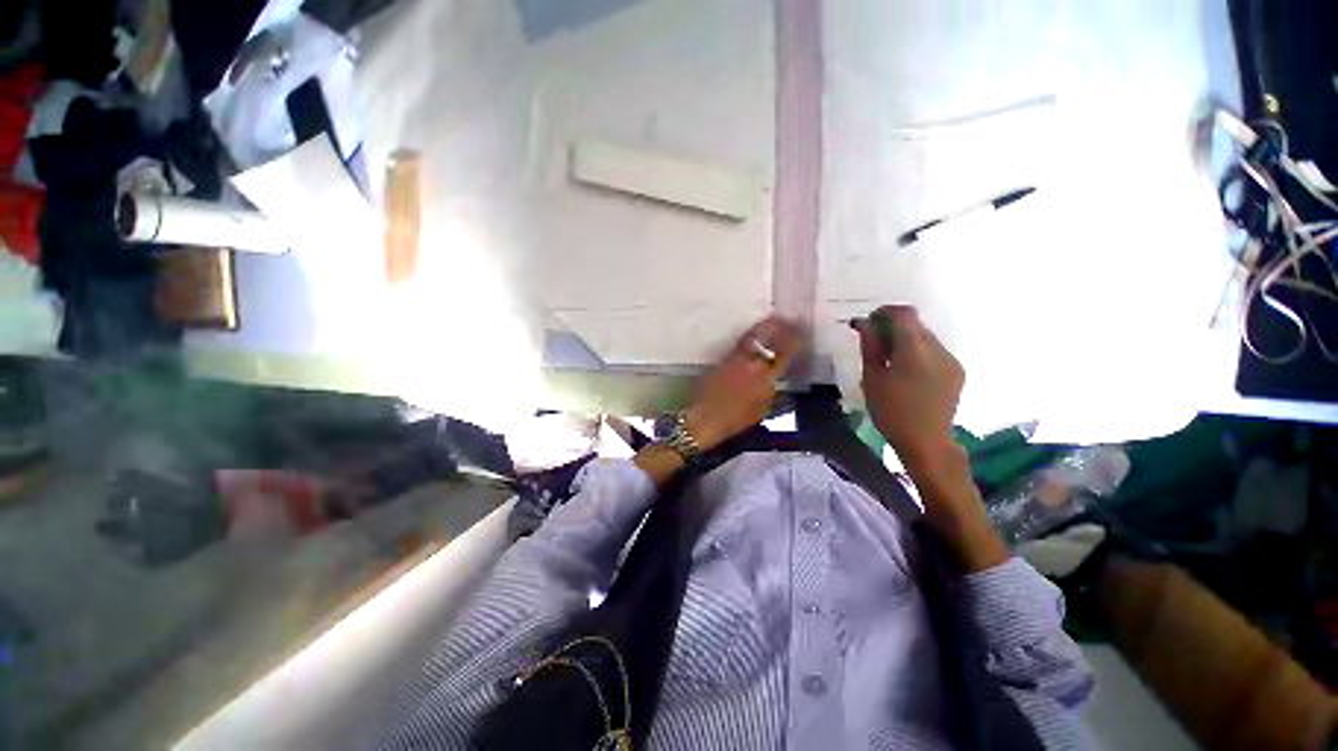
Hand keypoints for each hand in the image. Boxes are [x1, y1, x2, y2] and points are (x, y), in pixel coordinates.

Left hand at [684, 316, 804, 450]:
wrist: (704, 417)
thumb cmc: (734, 420)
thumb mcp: (760, 411)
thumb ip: (770, 393)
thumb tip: (774, 382)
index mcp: (765, 377)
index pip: (784, 353)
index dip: (793, 340)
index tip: (800, 330)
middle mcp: (751, 363)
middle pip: (767, 338)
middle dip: (779, 326)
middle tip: (787, 319)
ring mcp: (735, 359)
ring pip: (752, 337)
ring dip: (764, 327)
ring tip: (772, 320)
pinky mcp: (722, 360)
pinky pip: (740, 343)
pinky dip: (750, 337)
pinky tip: (753, 336)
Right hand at [852, 306, 964, 474]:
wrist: (926, 441)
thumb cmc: (891, 411)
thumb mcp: (872, 378)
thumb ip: (870, 346)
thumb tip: (864, 323)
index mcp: (914, 349)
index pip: (903, 314)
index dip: (884, 312)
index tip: (868, 322)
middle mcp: (938, 349)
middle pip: (915, 323)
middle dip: (893, 326)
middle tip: (874, 341)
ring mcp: (951, 360)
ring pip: (925, 337)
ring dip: (906, 339)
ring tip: (888, 358)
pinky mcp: (956, 371)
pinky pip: (934, 351)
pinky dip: (918, 351)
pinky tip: (906, 370)